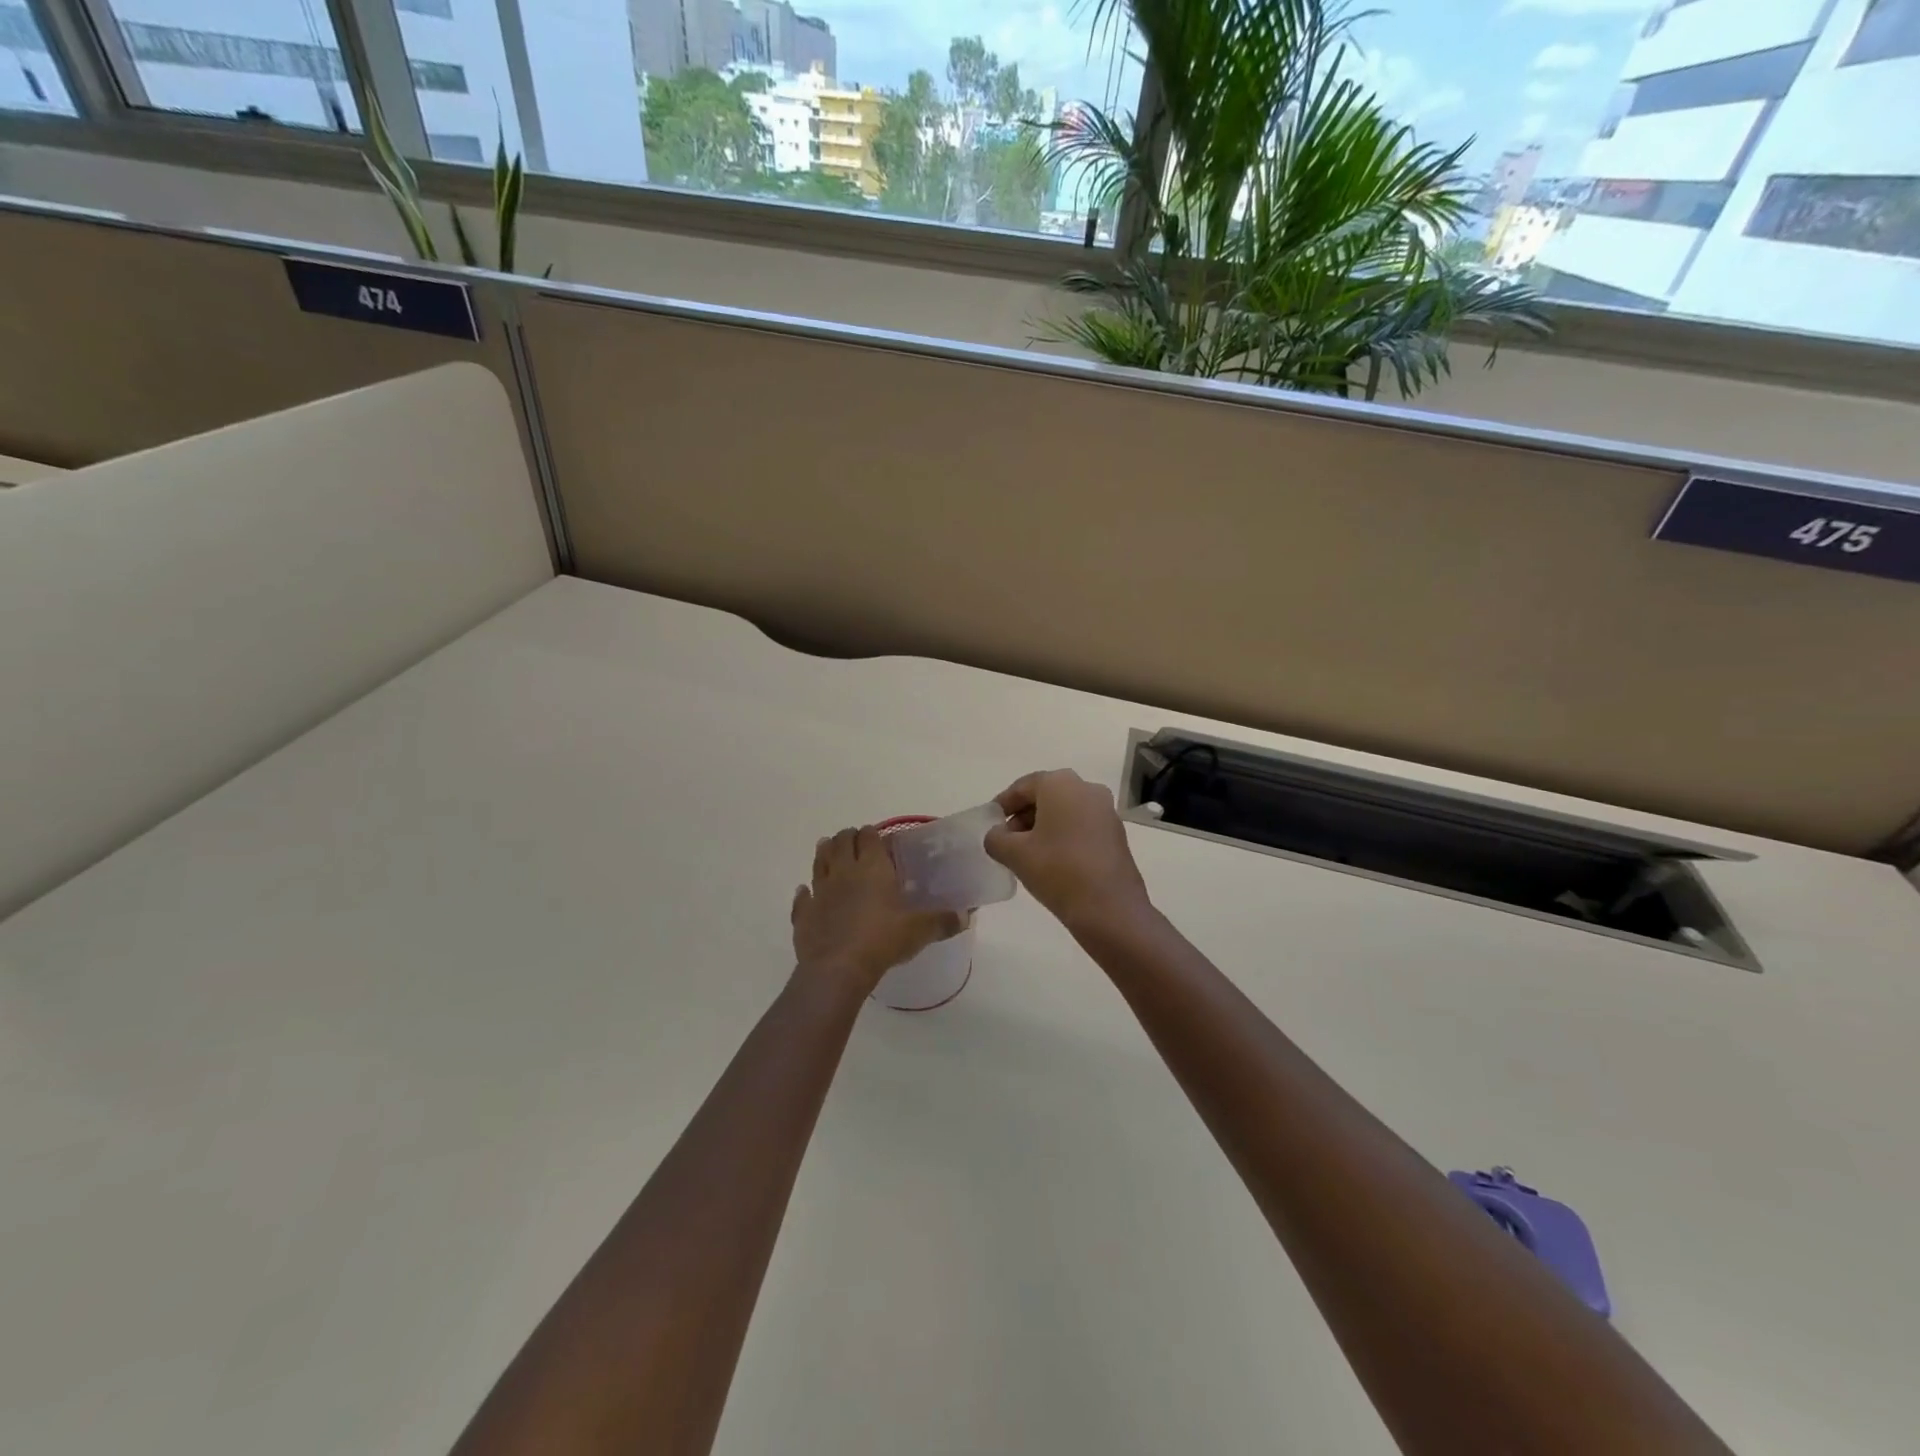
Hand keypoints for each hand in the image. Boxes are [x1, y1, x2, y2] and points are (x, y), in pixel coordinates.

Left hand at [792, 826, 964, 994]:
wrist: (838, 968)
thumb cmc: (882, 940)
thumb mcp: (920, 931)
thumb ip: (943, 921)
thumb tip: (965, 916)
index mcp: (872, 867)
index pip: (869, 836)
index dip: (873, 834)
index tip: (879, 840)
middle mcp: (844, 871)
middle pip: (842, 841)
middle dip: (849, 838)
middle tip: (857, 844)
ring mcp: (820, 890)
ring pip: (819, 860)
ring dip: (825, 853)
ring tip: (829, 851)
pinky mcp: (804, 913)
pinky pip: (802, 896)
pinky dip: (805, 892)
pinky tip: (806, 892)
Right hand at [984, 770, 1150, 928]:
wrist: (1110, 909)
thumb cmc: (1058, 871)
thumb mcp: (1014, 854)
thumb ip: (996, 838)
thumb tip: (997, 835)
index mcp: (1061, 784)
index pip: (1023, 786)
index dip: (1003, 803)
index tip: (990, 823)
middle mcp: (1087, 788)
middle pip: (1046, 796)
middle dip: (1023, 816)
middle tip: (1006, 840)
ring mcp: (1106, 811)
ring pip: (1065, 811)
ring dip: (1043, 827)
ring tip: (1026, 854)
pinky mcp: (1116, 834)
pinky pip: (1081, 825)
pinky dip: (1063, 835)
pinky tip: (1052, 861)